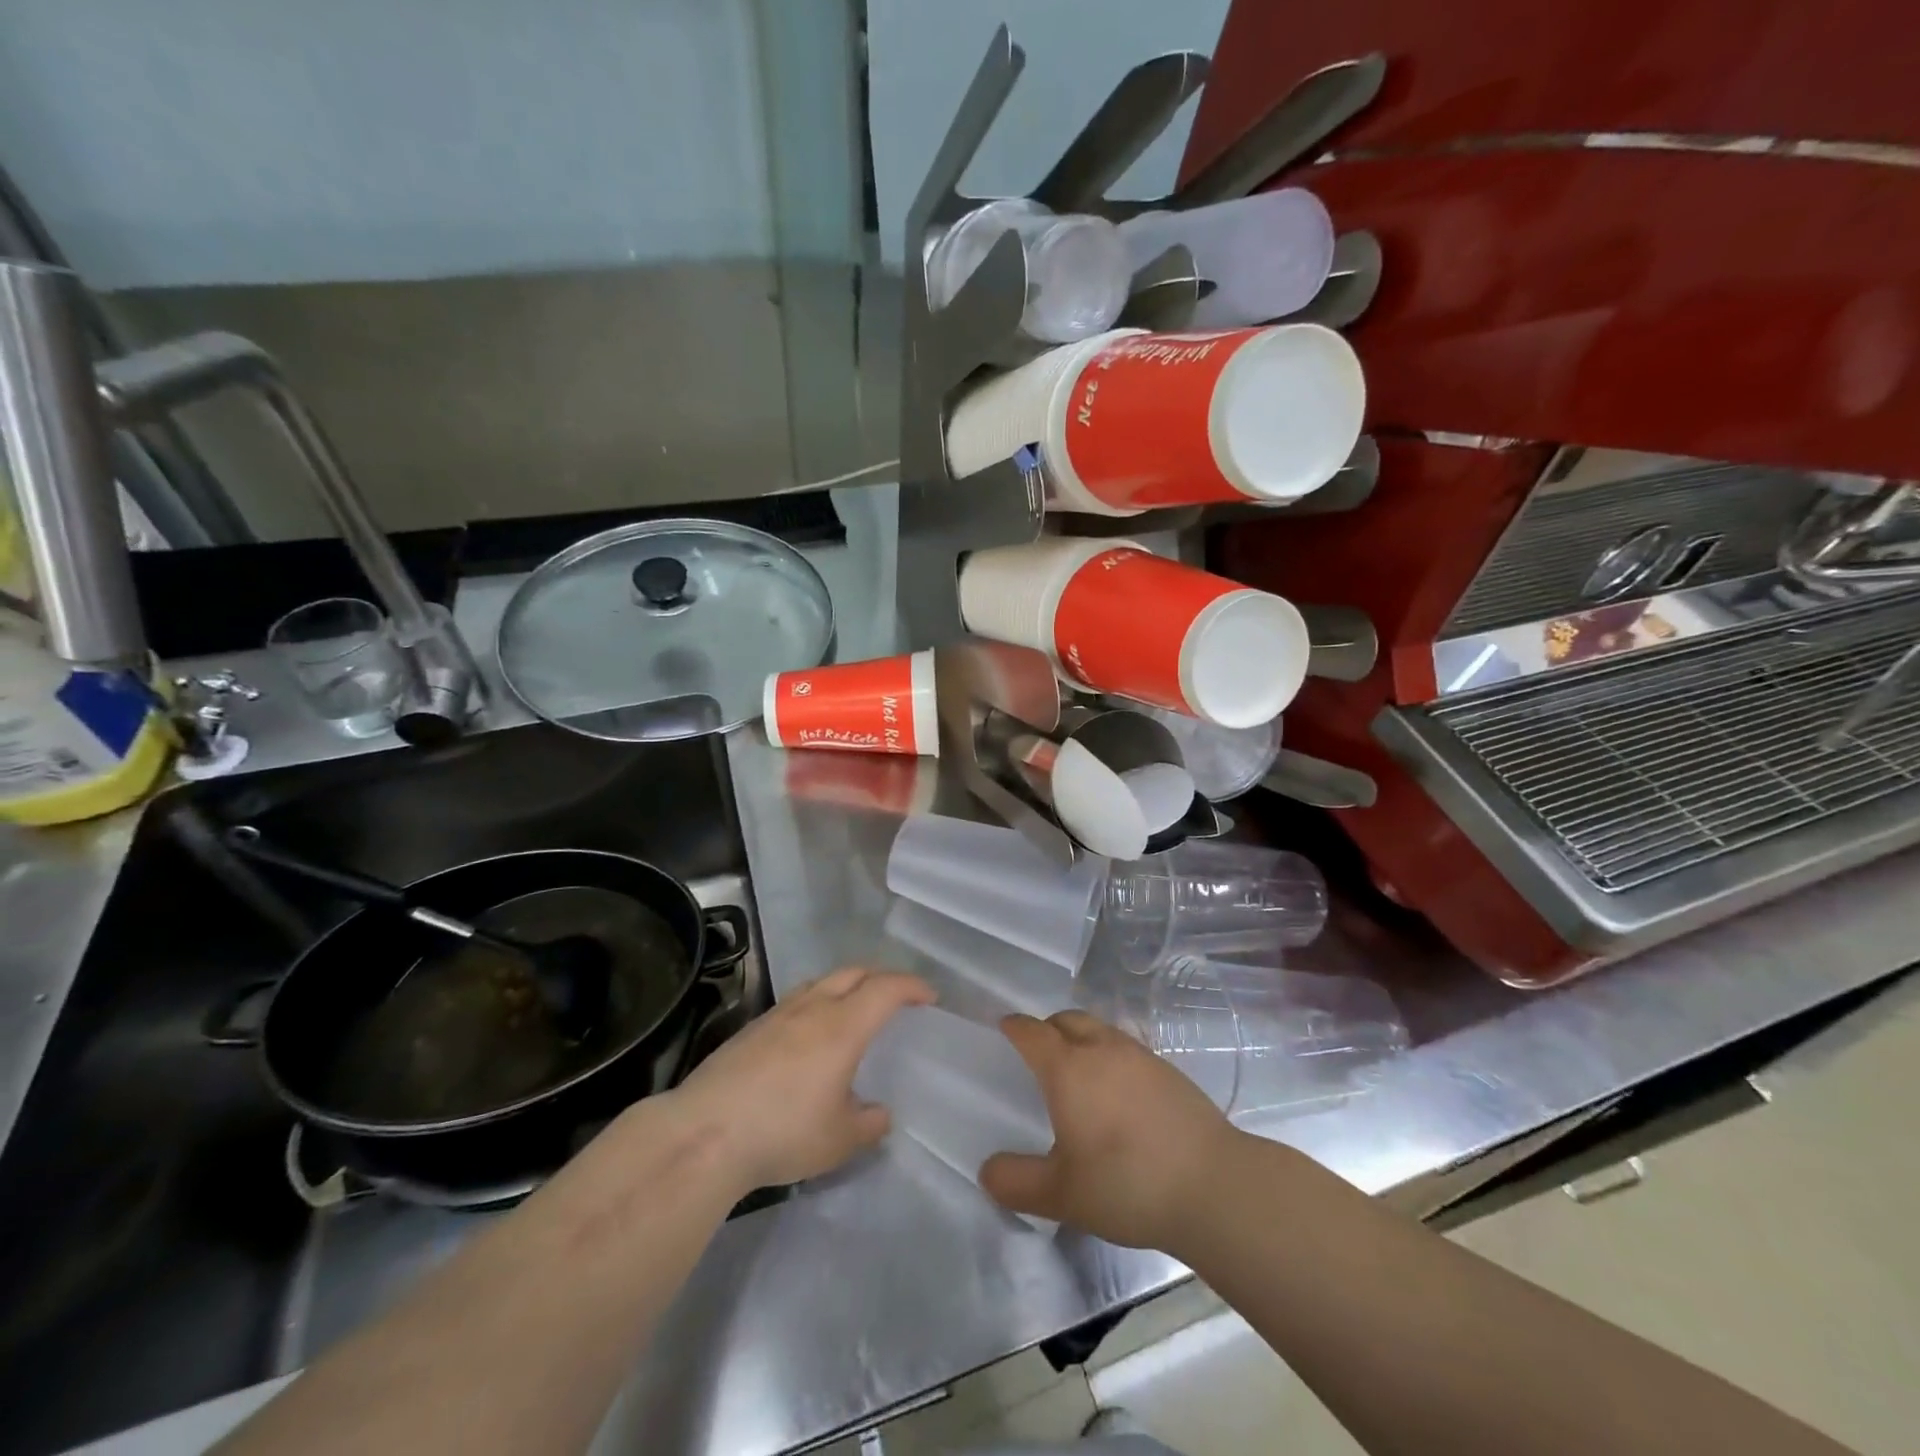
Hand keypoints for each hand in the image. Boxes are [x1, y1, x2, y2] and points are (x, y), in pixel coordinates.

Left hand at [665, 967, 933, 1192]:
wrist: (704, 1132)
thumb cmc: (783, 1132)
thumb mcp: (838, 1140)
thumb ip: (867, 1124)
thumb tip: (880, 1114)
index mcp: (843, 1026)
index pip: (886, 988)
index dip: (912, 986)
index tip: (929, 996)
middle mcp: (813, 1008)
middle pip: (853, 972)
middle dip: (881, 977)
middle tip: (896, 997)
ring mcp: (778, 1014)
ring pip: (821, 982)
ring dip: (846, 986)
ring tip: (853, 1010)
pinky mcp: (751, 1028)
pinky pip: (797, 1001)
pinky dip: (817, 1003)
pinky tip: (810, 1035)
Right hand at [980, 1010, 1240, 1249]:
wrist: (1213, 1185)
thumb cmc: (1127, 1183)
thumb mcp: (1062, 1194)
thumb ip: (1017, 1183)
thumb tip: (988, 1172)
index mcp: (1068, 1068)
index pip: (1032, 1033)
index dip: (1015, 1027)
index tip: (1004, 1027)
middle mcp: (1102, 1049)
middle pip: (1067, 1020)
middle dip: (1048, 1028)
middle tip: (1039, 1051)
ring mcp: (1140, 1056)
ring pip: (1100, 1030)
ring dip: (1081, 1038)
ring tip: (1078, 1070)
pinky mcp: (1169, 1071)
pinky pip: (1127, 1048)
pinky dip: (1111, 1056)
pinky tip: (1118, 1092)